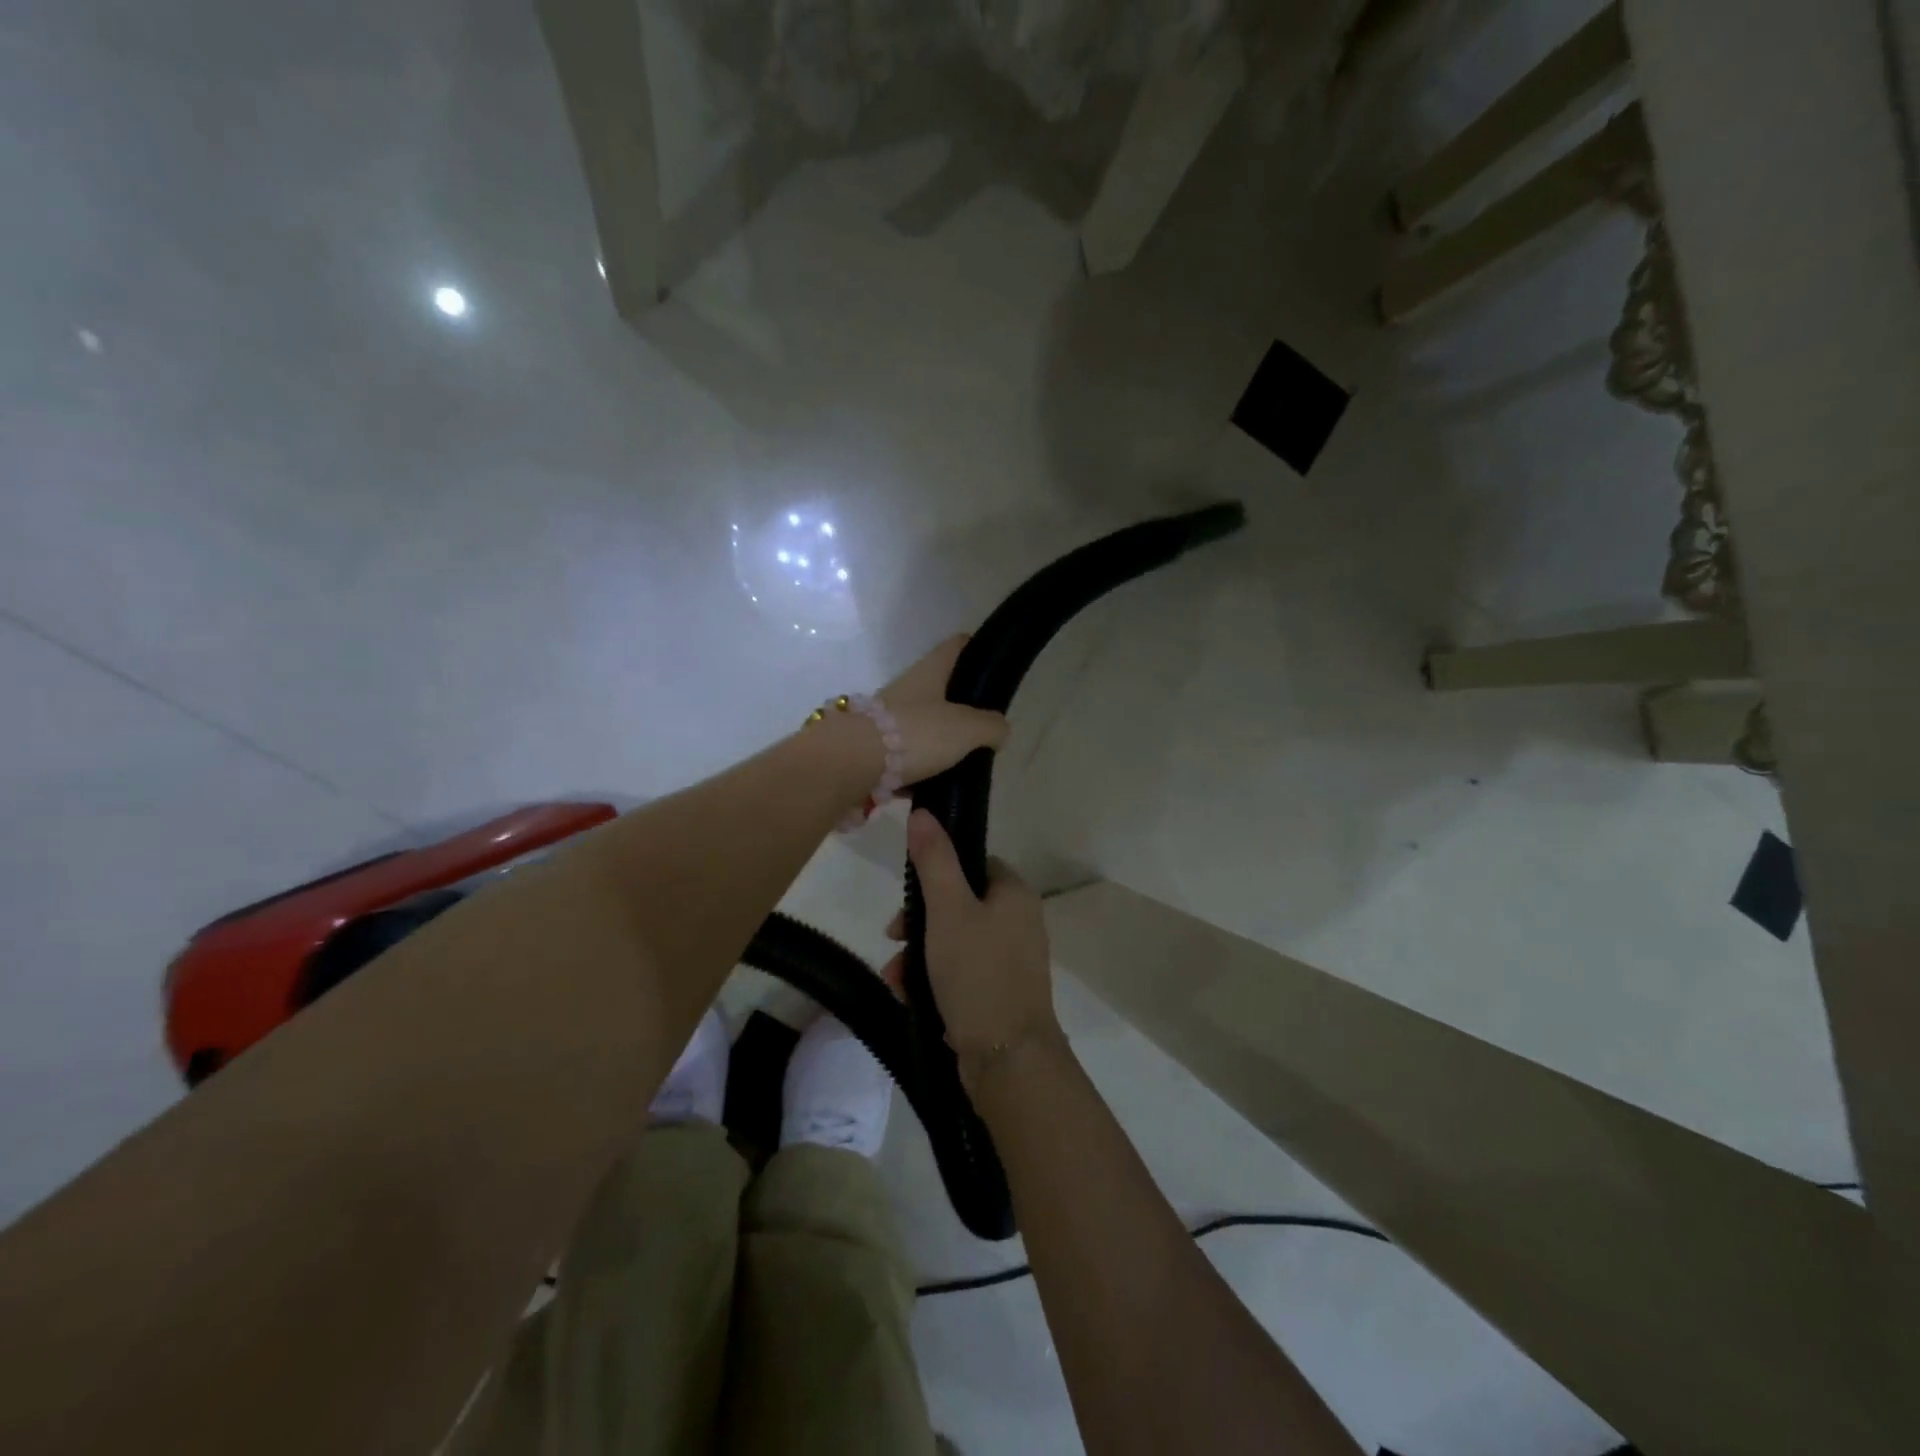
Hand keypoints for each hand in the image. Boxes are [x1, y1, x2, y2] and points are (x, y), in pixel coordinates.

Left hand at [877, 634, 1008, 786]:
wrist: (851, 764)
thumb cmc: (915, 734)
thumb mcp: (967, 729)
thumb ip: (990, 726)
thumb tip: (999, 730)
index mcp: (930, 672)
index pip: (957, 646)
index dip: (976, 649)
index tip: (993, 664)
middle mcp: (907, 689)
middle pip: (941, 690)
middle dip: (963, 708)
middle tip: (986, 731)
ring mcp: (887, 719)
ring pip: (923, 725)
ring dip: (941, 742)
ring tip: (965, 765)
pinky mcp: (874, 749)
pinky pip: (905, 757)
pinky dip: (920, 770)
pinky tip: (934, 788)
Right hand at [884, 810, 1059, 1083]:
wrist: (1007, 1058)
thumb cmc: (977, 972)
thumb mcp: (948, 910)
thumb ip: (934, 860)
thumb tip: (923, 813)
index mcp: (1014, 894)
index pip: (974, 863)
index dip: (936, 873)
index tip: (907, 896)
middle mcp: (1018, 922)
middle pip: (958, 904)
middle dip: (918, 922)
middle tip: (893, 937)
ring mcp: (1010, 960)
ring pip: (953, 941)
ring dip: (918, 954)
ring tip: (895, 977)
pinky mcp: (999, 993)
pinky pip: (959, 972)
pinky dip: (932, 978)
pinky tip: (908, 995)